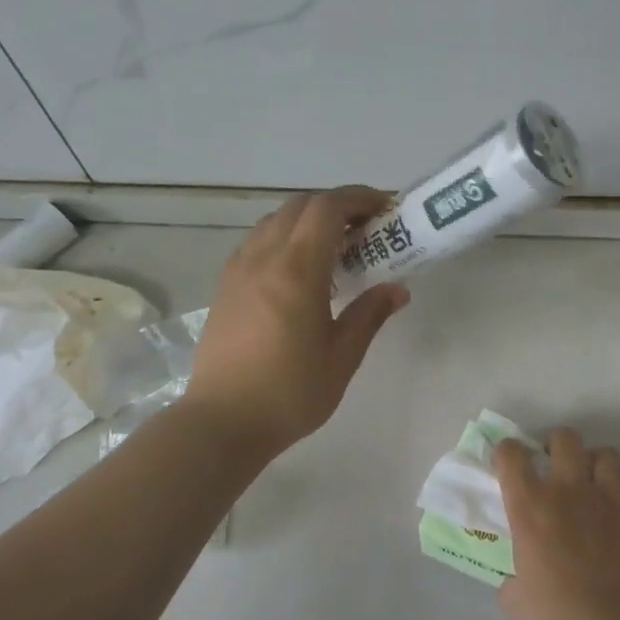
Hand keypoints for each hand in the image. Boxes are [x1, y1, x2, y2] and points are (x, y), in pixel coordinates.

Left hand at [186, 186, 409, 456]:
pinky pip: (256, 241)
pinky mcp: (224, 286)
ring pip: (274, 220)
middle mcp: (263, 258)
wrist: (222, 421)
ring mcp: (238, 270)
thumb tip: (397, 289)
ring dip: (307, 219)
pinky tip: (297, 269)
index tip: (385, 208)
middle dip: (336, 206)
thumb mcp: (341, 357)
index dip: (358, 198)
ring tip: (334, 247)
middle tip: (366, 229)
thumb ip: (369, 315)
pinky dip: (283, 236)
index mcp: (297, 270)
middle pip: (300, 206)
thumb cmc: (290, 393)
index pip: (327, 208)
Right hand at [494, 428, 619, 619]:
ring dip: (602, 465)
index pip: (511, 456)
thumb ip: (515, 577)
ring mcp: (614, 504)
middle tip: (556, 465)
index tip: (508, 463)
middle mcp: (570, 493)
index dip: (506, 452)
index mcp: (530, 508)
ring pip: (609, 456)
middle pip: (565, 439)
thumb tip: (521, 578)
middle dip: (558, 444)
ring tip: (599, 484)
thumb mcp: (515, 603)